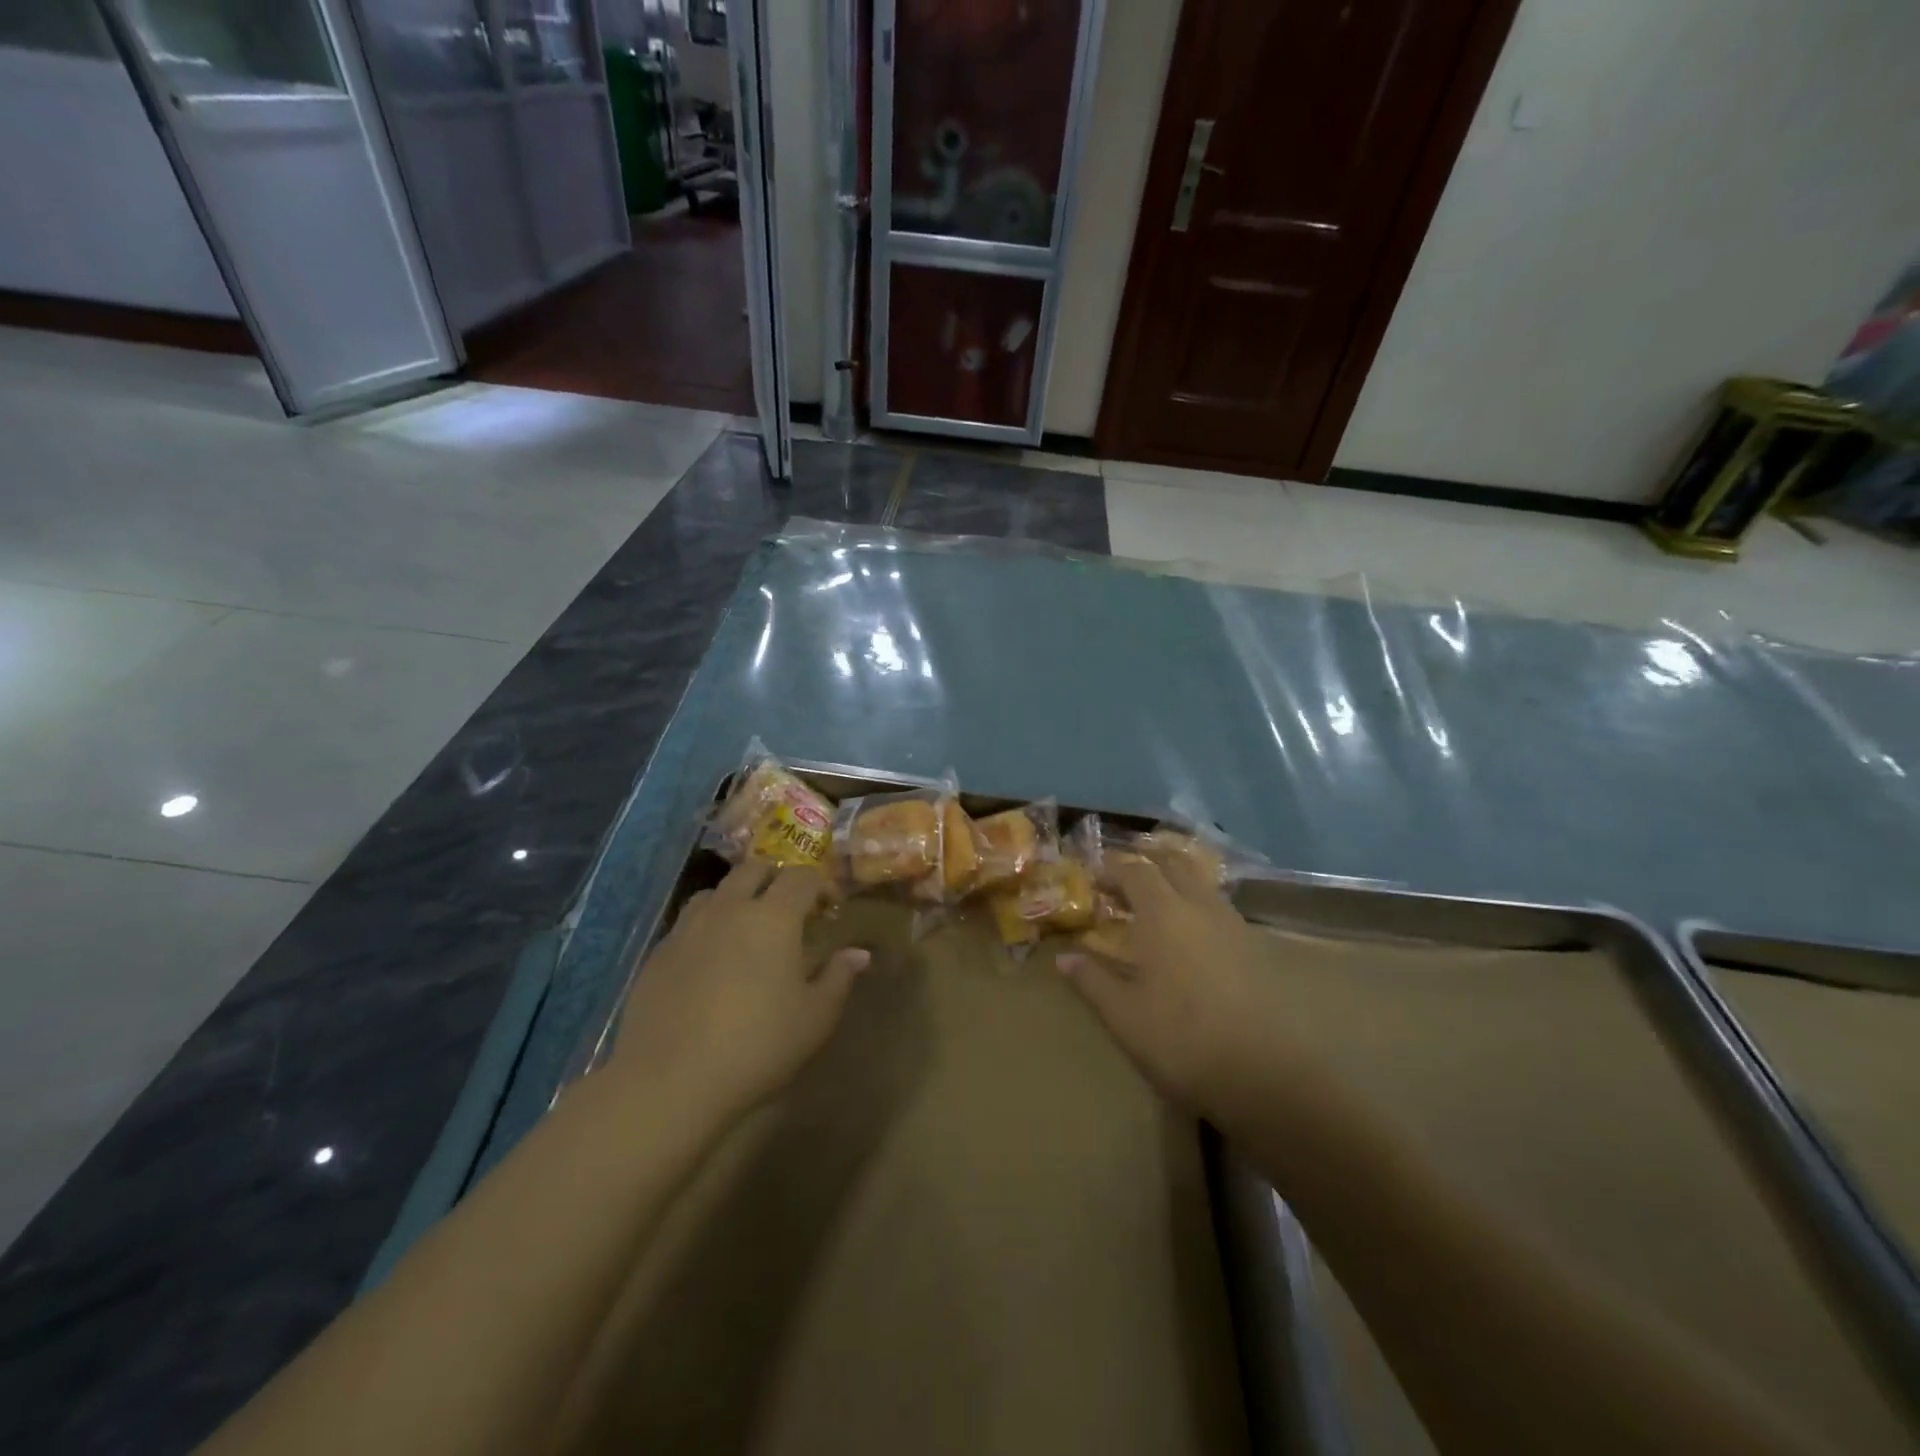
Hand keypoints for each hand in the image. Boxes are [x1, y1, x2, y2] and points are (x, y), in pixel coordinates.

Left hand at [608, 860, 870, 1120]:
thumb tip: (858, 954)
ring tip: (746, 929)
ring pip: (716, 892)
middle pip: (754, 870)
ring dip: (737, 898)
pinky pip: (688, 923)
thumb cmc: (757, 1045)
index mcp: (773, 917)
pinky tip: (711, 961)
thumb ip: (839, 978)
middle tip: (789, 911)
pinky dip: (707, 927)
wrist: (670, 1080)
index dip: (820, 885)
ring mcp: (688, 928)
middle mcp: (729, 908)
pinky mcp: (658, 953)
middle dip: (776, 880)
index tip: (829, 908)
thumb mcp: (815, 1018)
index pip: (801, 877)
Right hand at [1058, 852, 1277, 1118]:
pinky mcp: (1256, 949)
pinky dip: (1198, 907)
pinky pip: (1220, 909)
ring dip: (1176, 881)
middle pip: (1174, 864)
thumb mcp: (1124, 1016)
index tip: (1094, 878)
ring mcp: (1234, 925)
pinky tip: (1191, 937)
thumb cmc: (1183, 1039)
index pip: (1134, 871)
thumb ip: (1092, 980)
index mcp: (1163, 914)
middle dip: (1148, 862)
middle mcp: (1200, 907)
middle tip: (1125, 879)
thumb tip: (1064, 957)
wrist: (1269, 1076)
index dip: (1112, 868)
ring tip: (1156, 903)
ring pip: (1201, 884)